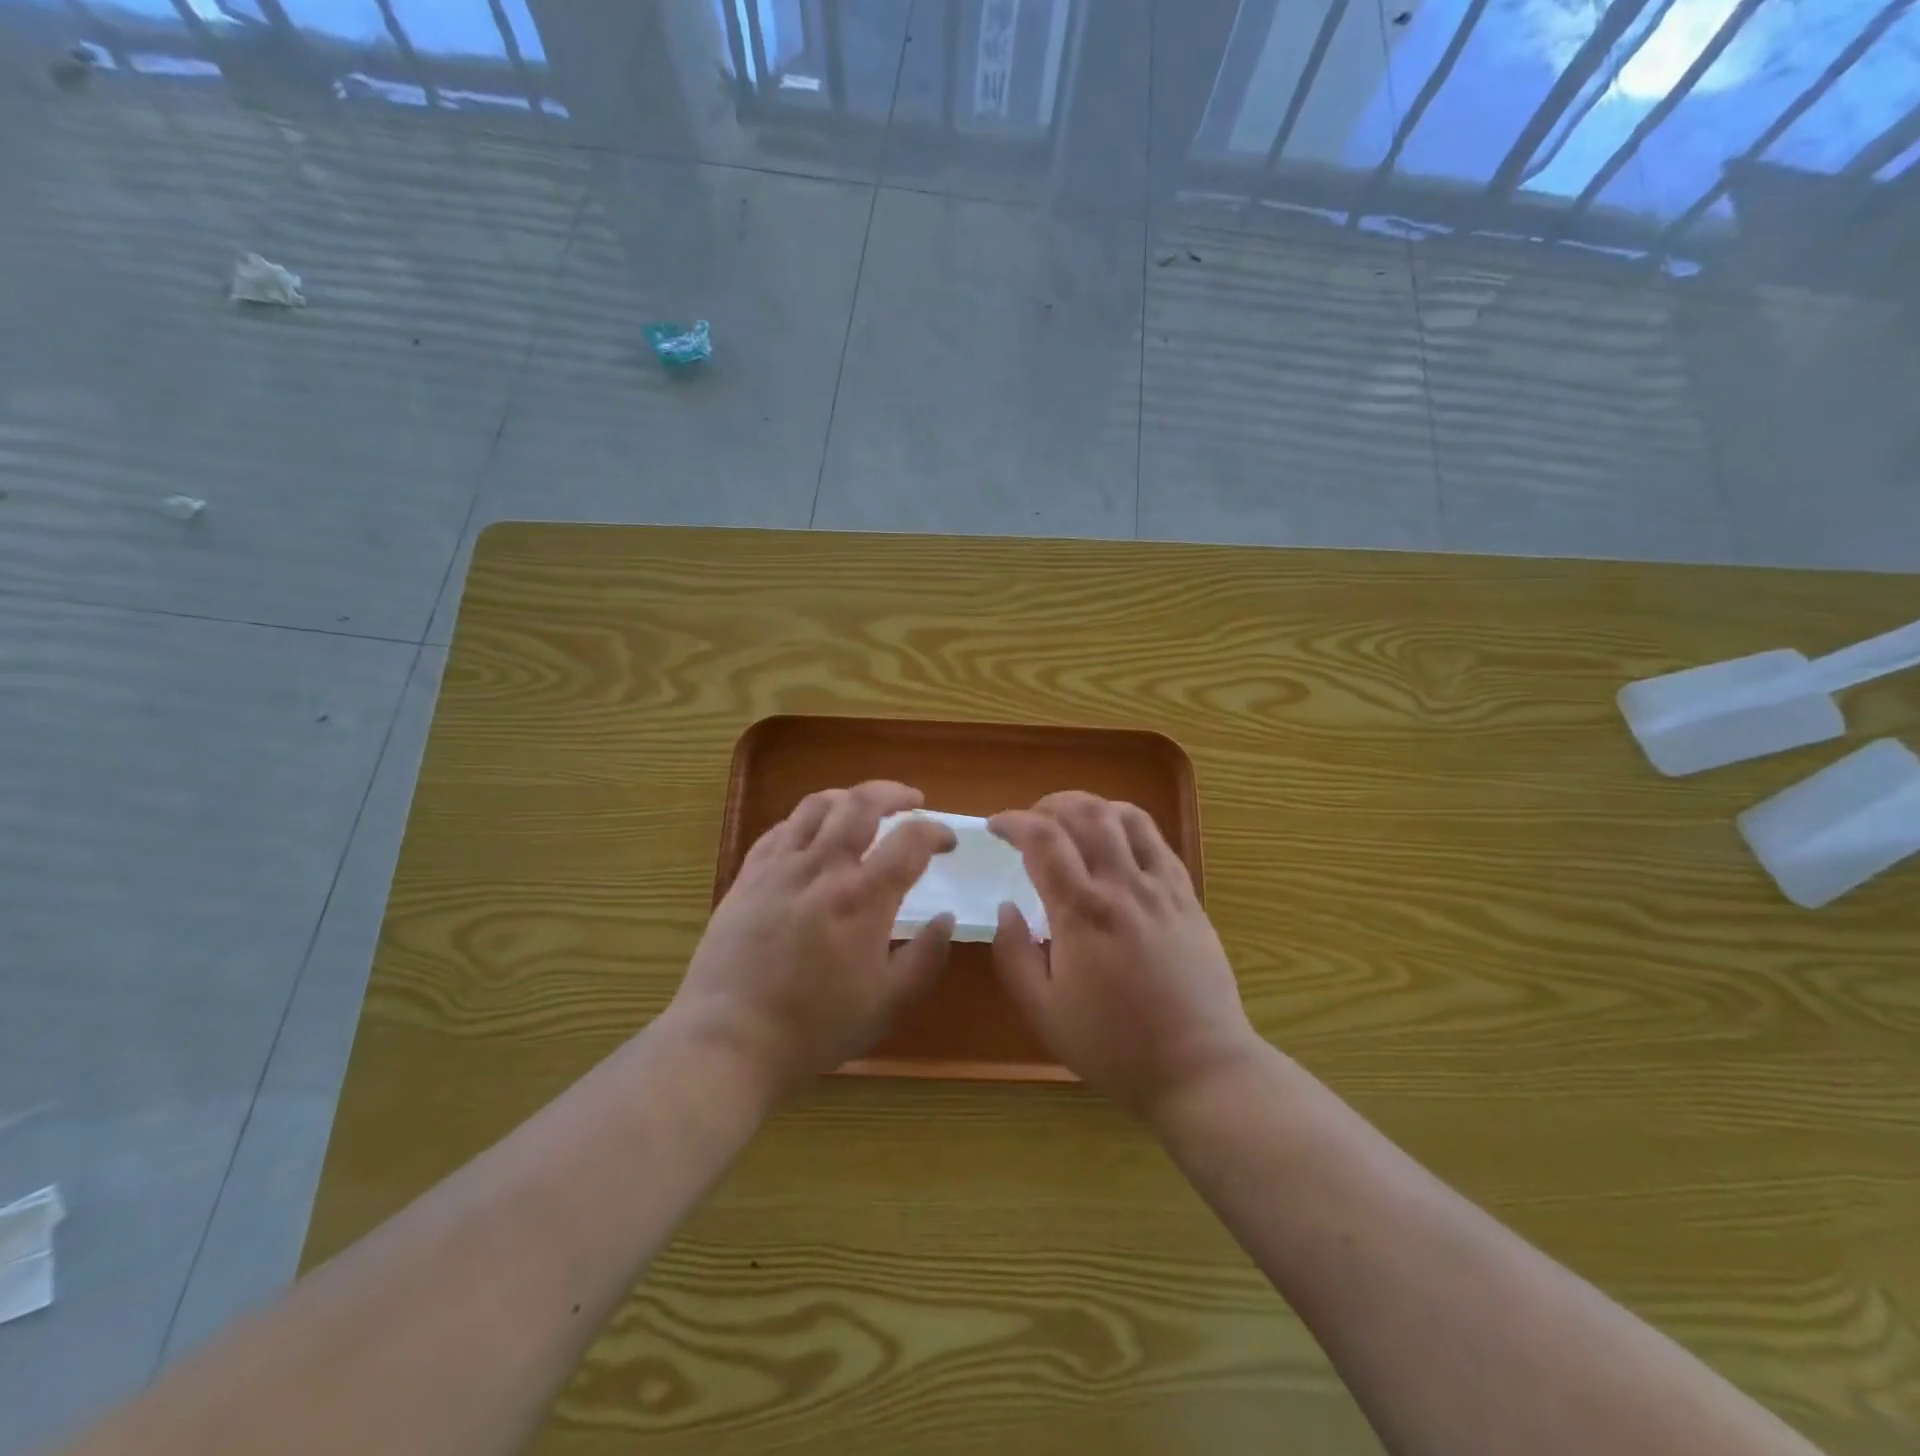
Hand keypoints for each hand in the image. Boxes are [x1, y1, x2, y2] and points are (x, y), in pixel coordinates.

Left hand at [671, 781, 956, 1098]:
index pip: (911, 840)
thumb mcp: (888, 1004)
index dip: (936, 832)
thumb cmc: (816, 1027)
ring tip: (863, 807)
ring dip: (849, 797)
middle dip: (894, 793)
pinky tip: (813, 835)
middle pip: (862, 802)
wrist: (731, 1039)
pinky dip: (807, 820)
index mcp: (863, 898)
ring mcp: (780, 867)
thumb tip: (946, 917)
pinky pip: (781, 828)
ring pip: (817, 805)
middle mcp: (823, 868)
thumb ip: (926, 957)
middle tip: (912, 802)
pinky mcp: (748, 875)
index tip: (947, 843)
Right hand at [989, 793, 1259, 1119]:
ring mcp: (1160, 887)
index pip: (1042, 839)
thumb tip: (1005, 908)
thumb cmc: (1113, 1045)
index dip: (1013, 821)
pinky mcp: (1187, 896)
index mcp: (1081, 912)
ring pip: (1126, 816)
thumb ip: (1013, 954)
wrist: (1198, 1067)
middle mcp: (1122, 886)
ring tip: (1072, 824)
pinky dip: (1128, 825)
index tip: (996, 827)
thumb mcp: (1043, 1012)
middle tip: (1032, 822)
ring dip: (1091, 807)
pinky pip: (1157, 840)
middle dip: (1050, 804)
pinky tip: (1116, 844)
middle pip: (1086, 812)